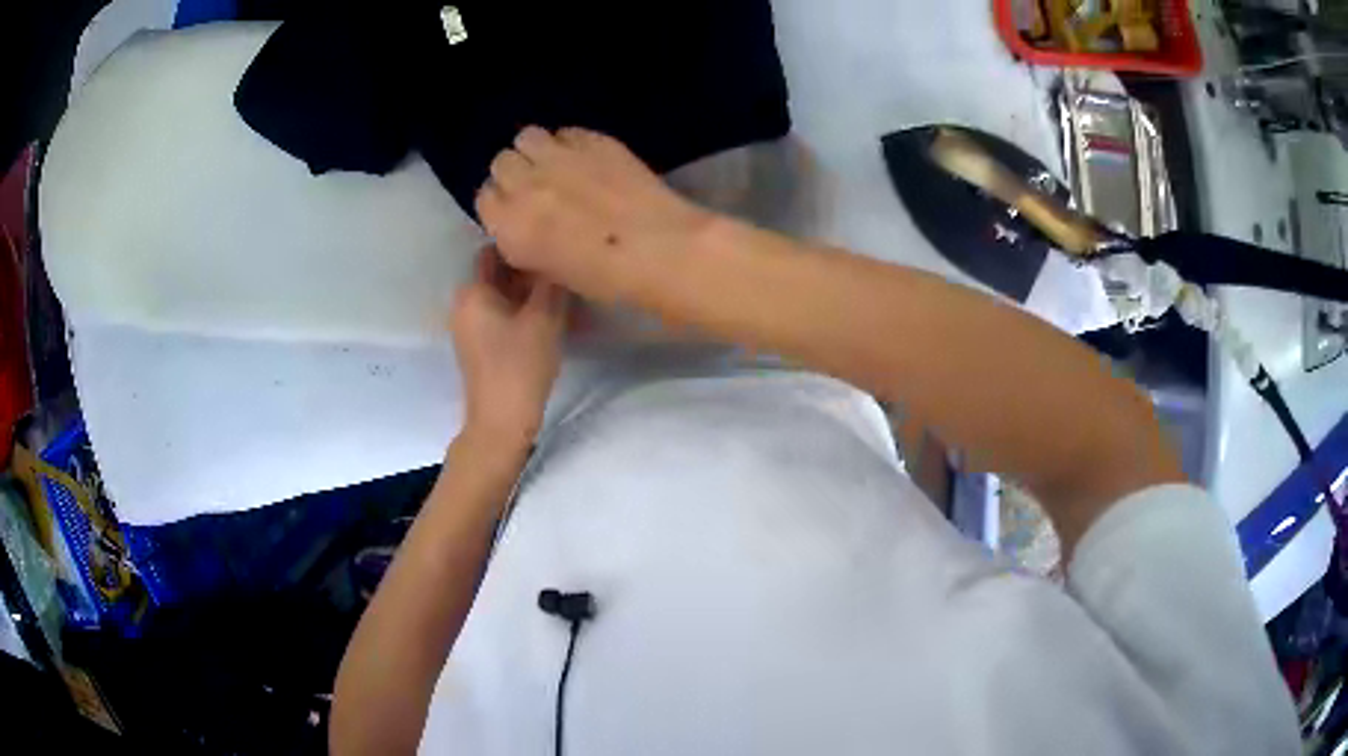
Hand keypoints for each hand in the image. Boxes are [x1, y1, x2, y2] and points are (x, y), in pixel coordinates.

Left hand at [451, 248, 568, 453]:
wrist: (501, 422)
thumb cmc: (519, 366)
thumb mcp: (543, 318)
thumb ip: (550, 283)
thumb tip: (556, 257)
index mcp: (472, 291)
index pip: (494, 252)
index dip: (522, 246)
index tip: (551, 247)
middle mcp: (464, 304)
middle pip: (497, 275)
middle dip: (527, 271)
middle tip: (562, 272)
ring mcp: (469, 327)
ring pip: (501, 297)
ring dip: (527, 293)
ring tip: (560, 294)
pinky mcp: (478, 347)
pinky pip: (500, 316)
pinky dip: (520, 312)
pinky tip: (547, 317)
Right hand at [475, 126, 711, 302]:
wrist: (660, 248)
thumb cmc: (607, 278)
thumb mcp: (550, 271)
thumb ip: (526, 241)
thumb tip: (525, 222)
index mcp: (510, 227)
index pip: (485, 198)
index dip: (502, 203)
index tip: (519, 210)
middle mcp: (525, 185)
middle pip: (502, 162)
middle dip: (516, 173)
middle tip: (540, 187)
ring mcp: (558, 157)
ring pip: (527, 137)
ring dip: (537, 150)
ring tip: (559, 166)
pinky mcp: (591, 139)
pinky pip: (565, 132)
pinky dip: (569, 143)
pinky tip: (588, 159)